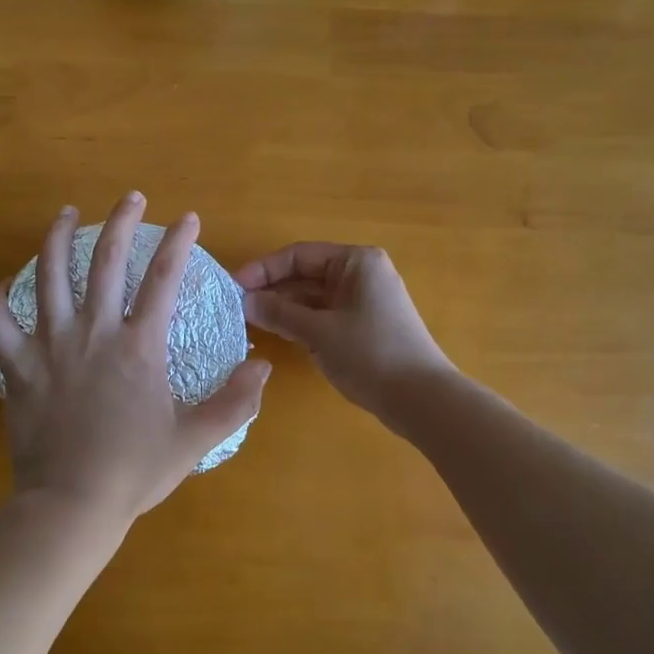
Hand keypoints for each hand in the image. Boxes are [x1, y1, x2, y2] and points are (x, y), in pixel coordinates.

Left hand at [0, 193, 270, 530]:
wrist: (71, 504)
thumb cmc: (135, 471)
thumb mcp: (196, 439)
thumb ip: (235, 401)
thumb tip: (261, 365)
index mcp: (139, 346)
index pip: (164, 278)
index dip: (179, 242)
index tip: (188, 218)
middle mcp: (94, 332)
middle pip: (107, 260)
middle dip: (122, 221)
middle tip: (131, 197)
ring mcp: (50, 345)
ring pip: (49, 275)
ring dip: (57, 238)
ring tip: (64, 214)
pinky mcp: (17, 367)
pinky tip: (3, 284)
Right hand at [235, 243, 451, 422]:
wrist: (420, 398)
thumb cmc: (370, 354)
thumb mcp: (319, 332)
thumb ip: (279, 313)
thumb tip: (244, 302)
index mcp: (355, 262)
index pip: (298, 255)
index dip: (263, 270)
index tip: (233, 288)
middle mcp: (361, 274)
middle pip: (306, 274)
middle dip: (272, 290)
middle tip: (236, 308)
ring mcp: (365, 301)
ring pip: (314, 297)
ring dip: (284, 308)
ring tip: (249, 322)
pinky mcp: (365, 326)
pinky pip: (325, 315)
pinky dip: (302, 322)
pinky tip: (277, 334)